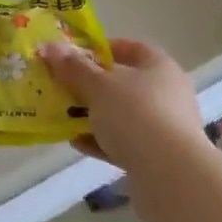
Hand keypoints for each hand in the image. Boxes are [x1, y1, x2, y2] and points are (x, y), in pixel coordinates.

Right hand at [40, 38, 206, 183]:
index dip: (102, 49)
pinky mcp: (159, 156)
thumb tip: (51, 47)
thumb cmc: (135, 115)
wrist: (170, 175)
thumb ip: (74, 67)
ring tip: (63, 116)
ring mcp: (165, 126)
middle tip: (62, 87)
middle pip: (124, 83)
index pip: (131, 48)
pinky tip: (77, 143)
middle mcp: (167, 93)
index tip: (74, 56)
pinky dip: (102, 140)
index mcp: (159, 67)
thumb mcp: (98, 87)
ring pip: (122, 115)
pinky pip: (125, 142)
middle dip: (91, 86)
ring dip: (94, 115)